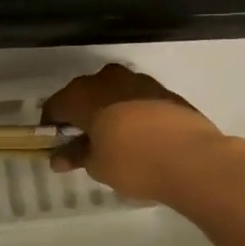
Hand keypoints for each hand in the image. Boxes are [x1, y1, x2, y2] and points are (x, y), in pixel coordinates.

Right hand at [41, 63, 235, 202]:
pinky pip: (136, 98)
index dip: (51, 125)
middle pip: (84, 94)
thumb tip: (59, 157)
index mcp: (83, 95)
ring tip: (112, 138)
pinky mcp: (164, 91)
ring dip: (107, 110)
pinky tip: (138, 135)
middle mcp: (107, 80)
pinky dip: (131, 112)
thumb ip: (76, 156)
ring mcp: (139, 81)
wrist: (193, 158)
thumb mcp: (98, 166)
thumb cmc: (133, 162)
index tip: (55, 145)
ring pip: (112, 92)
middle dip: (80, 115)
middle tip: (83, 142)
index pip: (56, 106)